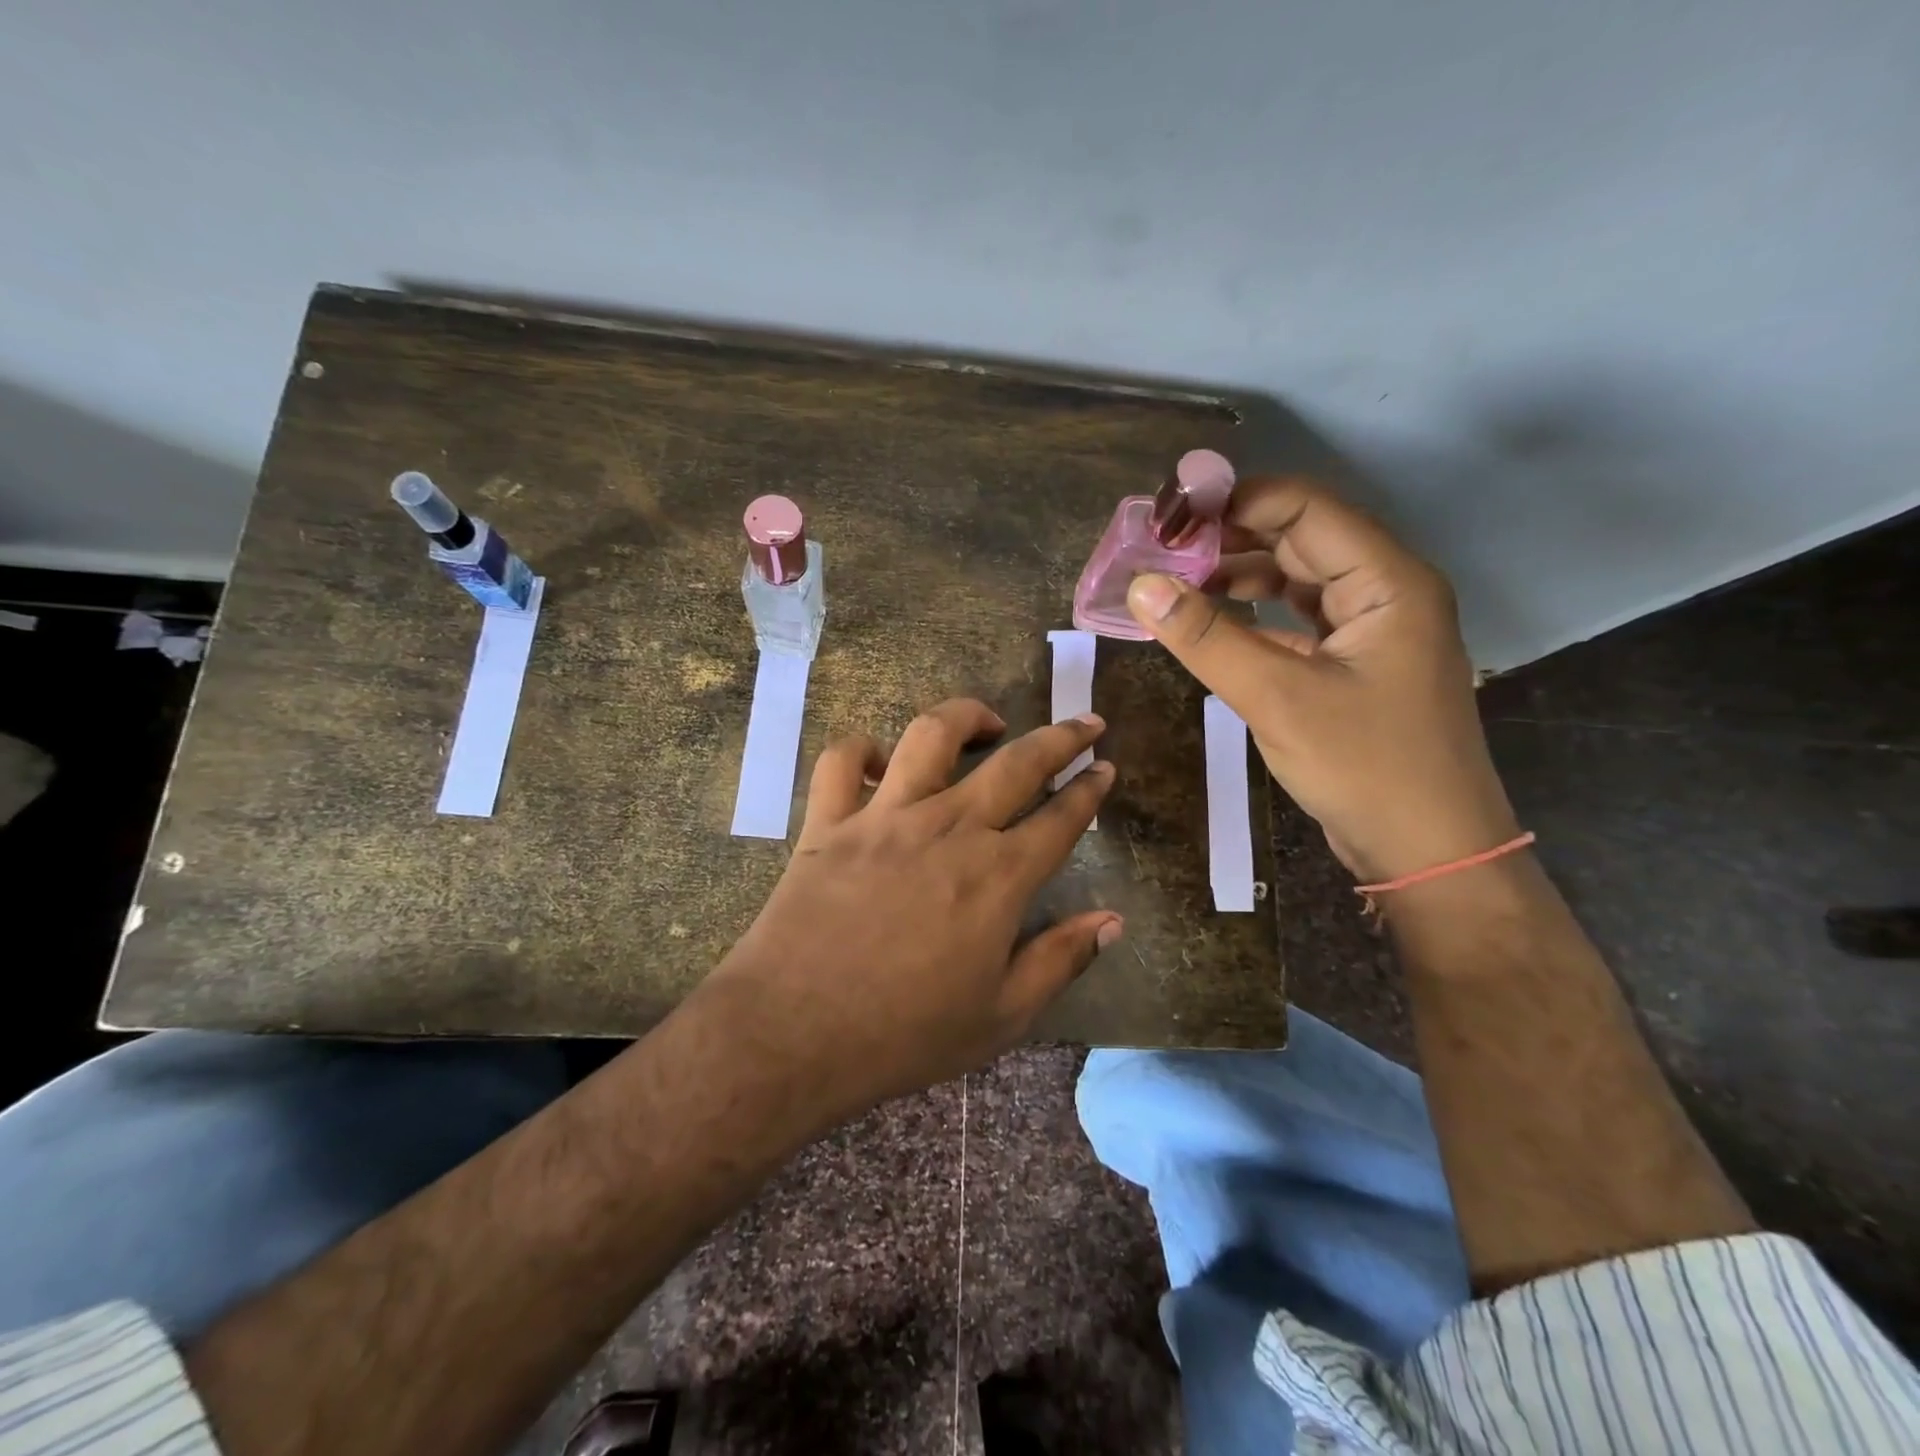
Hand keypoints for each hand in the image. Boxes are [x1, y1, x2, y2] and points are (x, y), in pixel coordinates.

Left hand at [699, 698, 1119, 1120]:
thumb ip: (1061, 960)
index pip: (1060, 819)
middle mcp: (948, 829)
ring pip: (932, 735)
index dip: (1090, 790)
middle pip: (1017, 763)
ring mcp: (884, 816)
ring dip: (967, 716)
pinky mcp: (828, 820)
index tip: (1105, 768)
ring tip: (987, 723)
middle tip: (1085, 723)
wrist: (793, 1035)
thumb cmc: (905, 1034)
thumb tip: (1114, 921)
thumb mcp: (1002, 1016)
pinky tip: (879, 764)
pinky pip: (842, 761)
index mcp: (997, 877)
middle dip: (1061, 737)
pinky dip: (861, 751)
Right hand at [1126, 477, 1518, 883]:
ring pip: (1297, 580)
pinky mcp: (1355, 664)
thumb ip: (1206, 638)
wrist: (1429, 850)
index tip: (1169, 516)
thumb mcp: (1276, 698)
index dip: (1234, 501)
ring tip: (1174, 582)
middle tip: (1160, 548)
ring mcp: (1372, 630)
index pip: (1304, 509)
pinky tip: (1210, 624)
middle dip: (1229, 538)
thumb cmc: (1364, 767)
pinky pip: (1298, 621)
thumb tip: (1141, 586)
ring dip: (1237, 577)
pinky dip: (1253, 617)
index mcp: (1387, 581)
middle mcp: (1385, 592)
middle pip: (1300, 539)